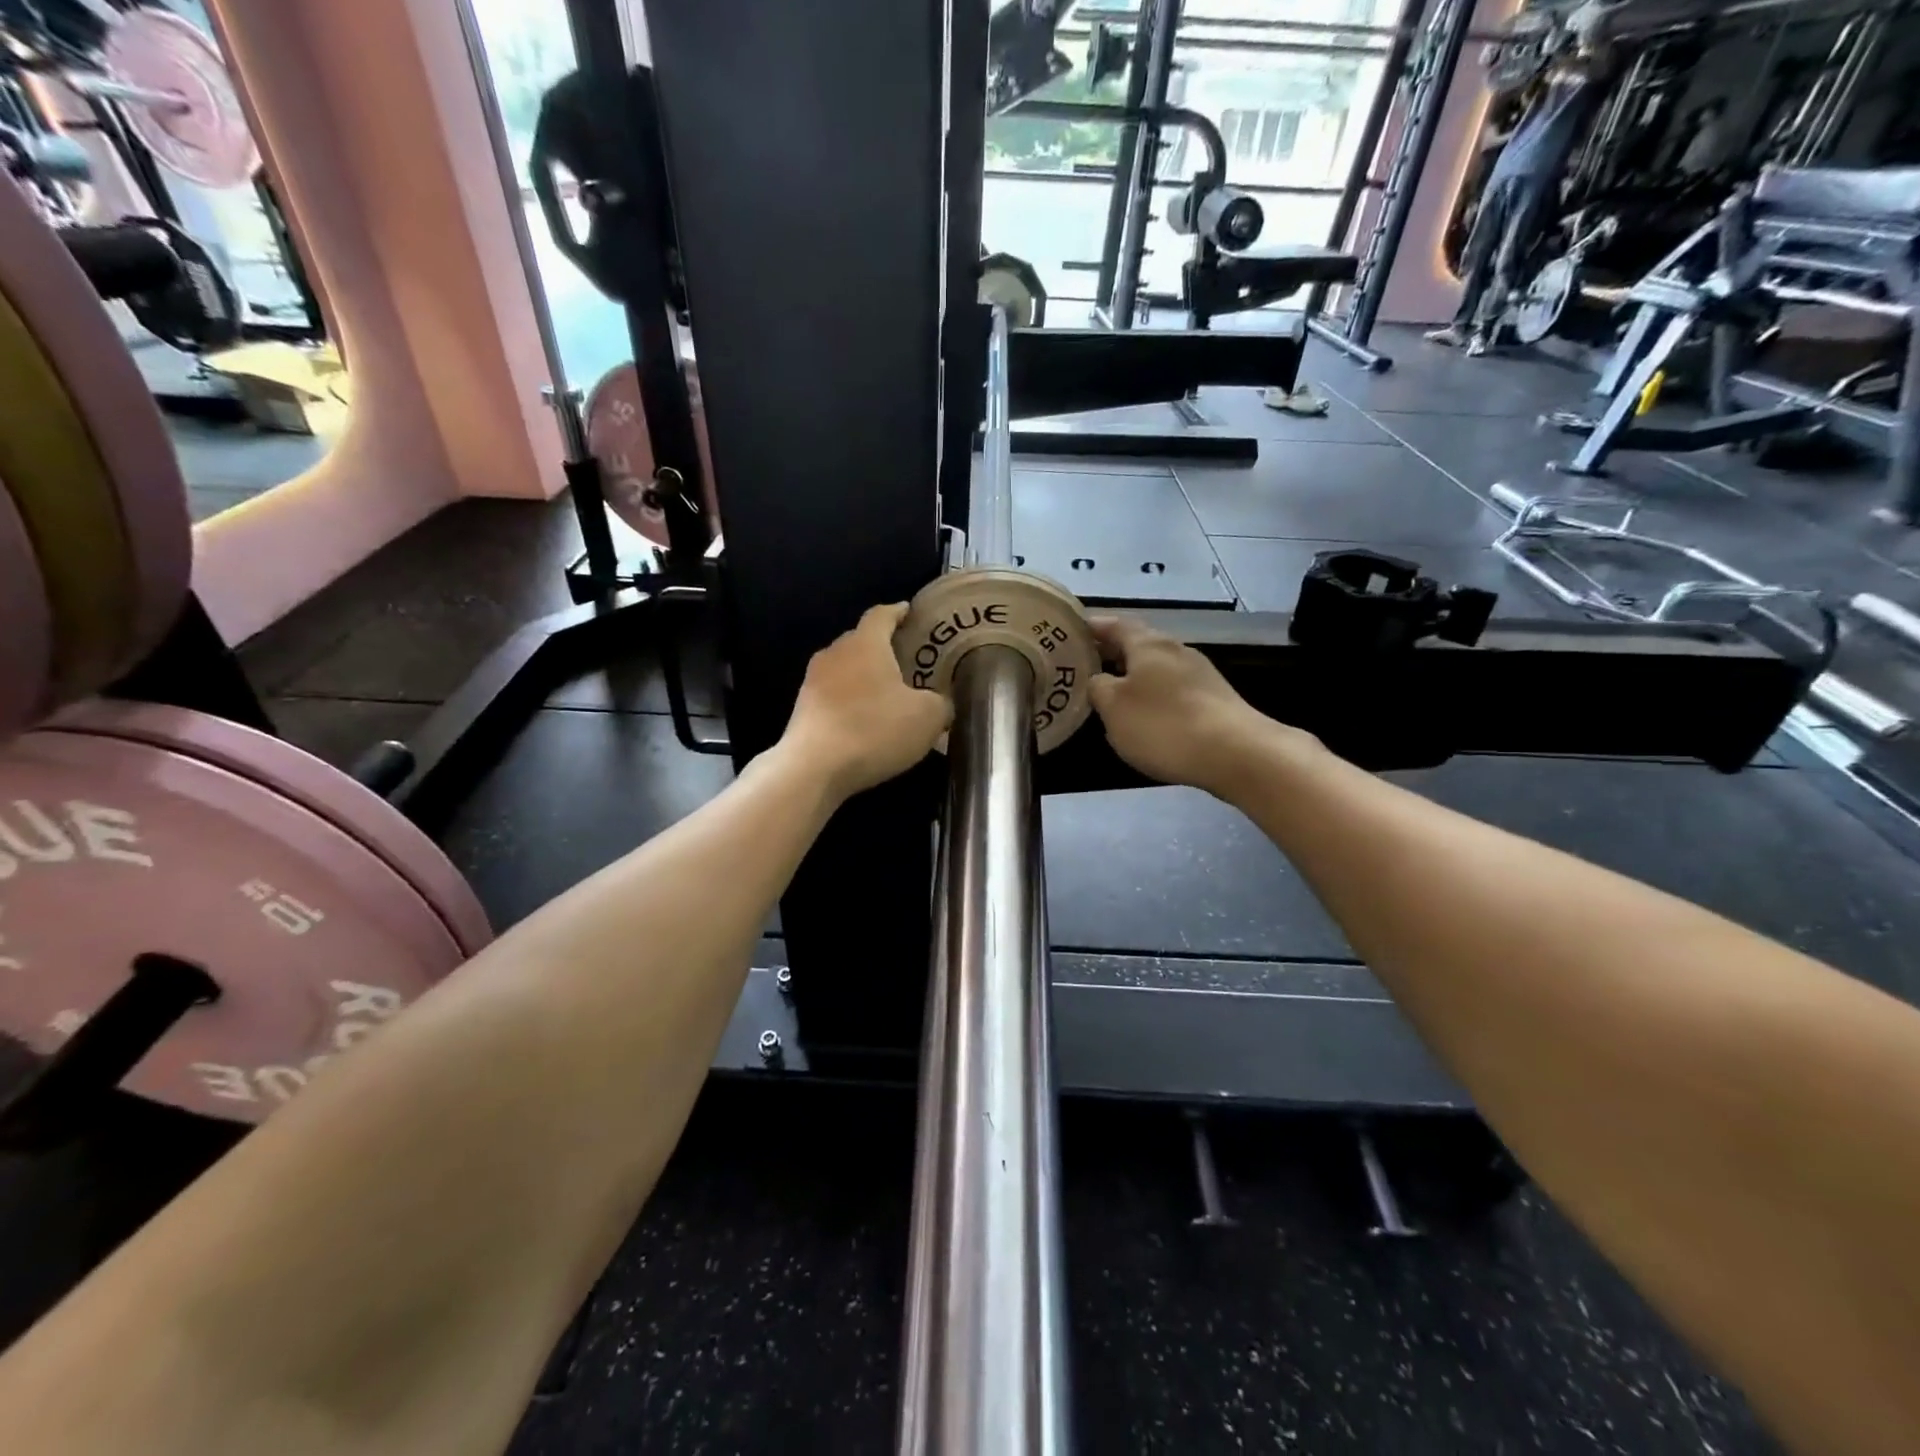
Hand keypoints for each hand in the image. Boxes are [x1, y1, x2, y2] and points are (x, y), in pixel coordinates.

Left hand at [784, 603, 952, 799]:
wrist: (813, 768)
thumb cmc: (874, 730)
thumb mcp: (927, 718)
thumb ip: (940, 703)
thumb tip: (940, 702)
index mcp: (865, 643)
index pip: (882, 614)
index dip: (898, 612)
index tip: (910, 613)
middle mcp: (835, 653)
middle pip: (861, 641)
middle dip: (884, 648)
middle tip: (908, 661)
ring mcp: (813, 681)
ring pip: (845, 669)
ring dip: (866, 678)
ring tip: (888, 695)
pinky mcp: (802, 709)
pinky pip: (834, 696)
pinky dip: (851, 702)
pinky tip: (865, 723)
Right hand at [1087, 615, 1313, 796]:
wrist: (1235, 753)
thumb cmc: (1164, 725)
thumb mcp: (1113, 708)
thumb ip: (1098, 688)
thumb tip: (1098, 679)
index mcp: (1148, 644)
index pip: (1114, 624)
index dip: (1093, 627)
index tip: (1072, 631)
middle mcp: (1175, 650)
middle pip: (1138, 644)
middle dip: (1111, 652)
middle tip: (1085, 665)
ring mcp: (1199, 674)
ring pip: (1156, 667)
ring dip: (1133, 675)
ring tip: (1111, 693)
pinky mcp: (1213, 699)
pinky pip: (1173, 688)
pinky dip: (1154, 694)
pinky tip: (1145, 715)